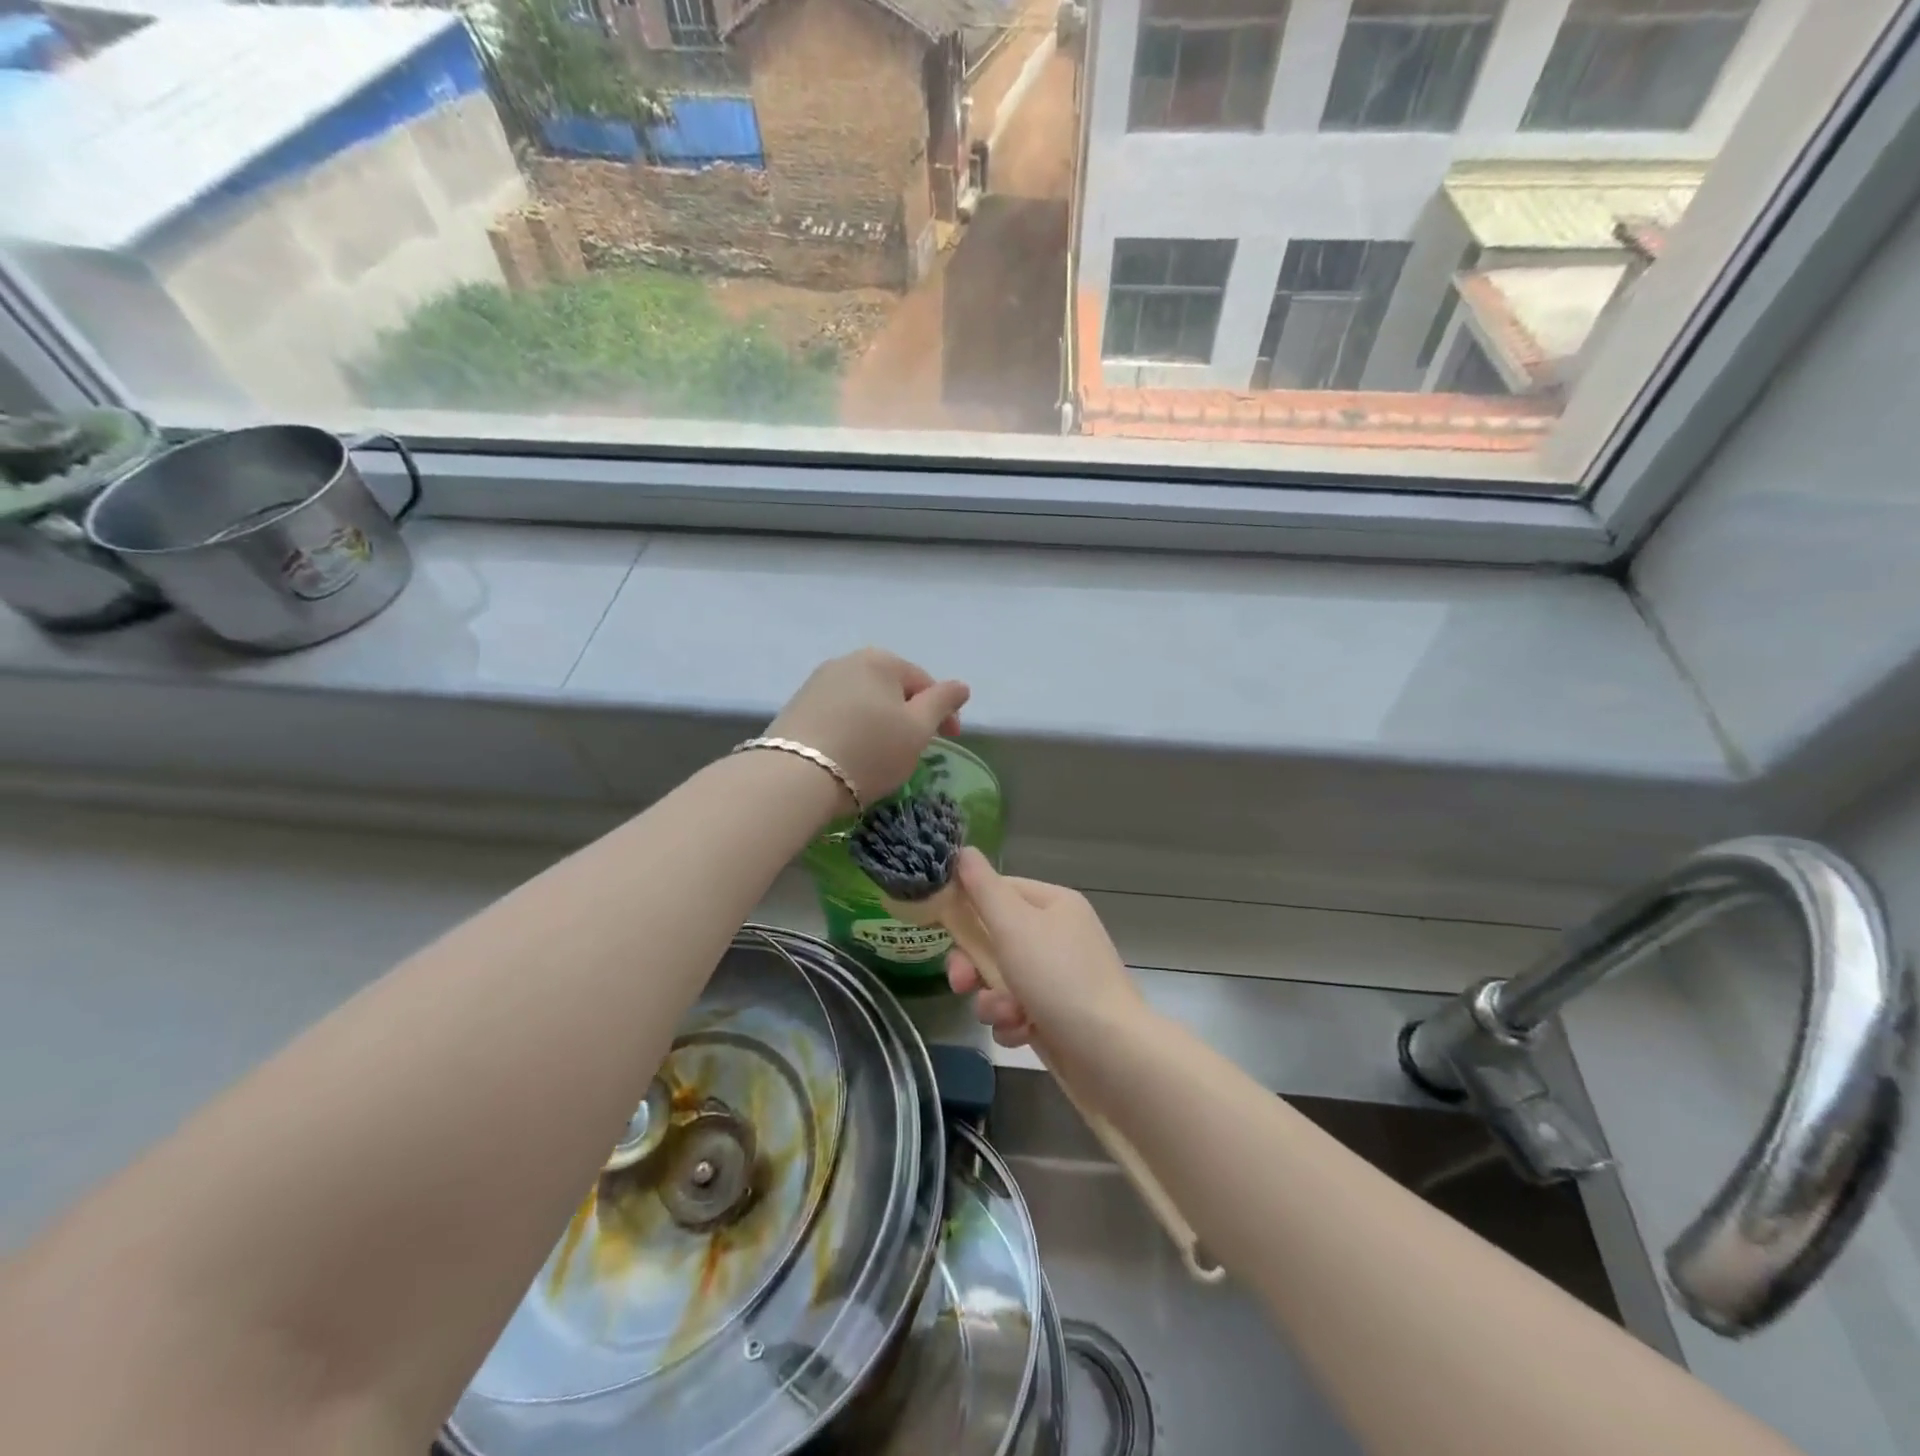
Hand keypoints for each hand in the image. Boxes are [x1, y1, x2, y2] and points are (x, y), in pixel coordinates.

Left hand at [767, 649, 968, 810]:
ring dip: (880, 723)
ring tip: (881, 755)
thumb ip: (942, 703)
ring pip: (864, 702)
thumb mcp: (918, 729)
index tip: (950, 741)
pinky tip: (852, 754)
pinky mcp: (797, 706)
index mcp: (881, 660)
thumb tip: (960, 686)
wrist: (794, 776)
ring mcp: (817, 682)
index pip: (925, 682)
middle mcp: (847, 661)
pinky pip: (839, 714)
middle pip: (892, 689)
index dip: (943, 712)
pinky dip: (853, 730)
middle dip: (908, 715)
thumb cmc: (869, 750)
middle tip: (915, 749)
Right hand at [947, 849, 1146, 1048]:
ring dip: (993, 1001)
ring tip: (1007, 1016)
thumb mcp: (1014, 926)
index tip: (942, 928)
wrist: (1112, 1053)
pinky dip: (1013, 1023)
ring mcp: (1059, 977)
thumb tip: (964, 850)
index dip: (967, 908)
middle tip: (962, 983)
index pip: (998, 891)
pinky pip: (1017, 1011)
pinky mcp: (1057, 1015)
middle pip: (995, 939)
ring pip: (1001, 980)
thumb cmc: (1059, 978)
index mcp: (1053, 904)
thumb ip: (983, 889)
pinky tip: (1023, 1034)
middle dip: (973, 965)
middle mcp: (1057, 935)